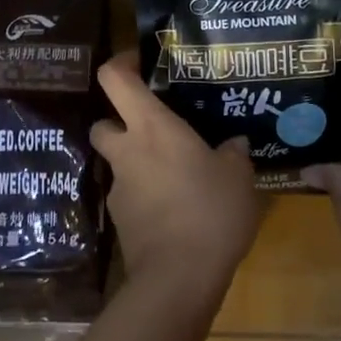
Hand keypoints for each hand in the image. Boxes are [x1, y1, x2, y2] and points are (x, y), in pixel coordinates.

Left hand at [90, 51, 260, 304]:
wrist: (178, 278)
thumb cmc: (210, 212)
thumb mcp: (238, 178)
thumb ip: (233, 154)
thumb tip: (234, 144)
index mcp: (152, 128)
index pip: (114, 79)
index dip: (120, 63)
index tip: (140, 62)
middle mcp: (127, 152)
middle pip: (103, 122)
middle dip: (120, 121)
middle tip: (154, 128)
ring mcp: (119, 188)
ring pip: (117, 163)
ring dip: (137, 163)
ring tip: (176, 176)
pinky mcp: (120, 221)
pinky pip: (130, 196)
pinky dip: (145, 196)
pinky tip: (174, 210)